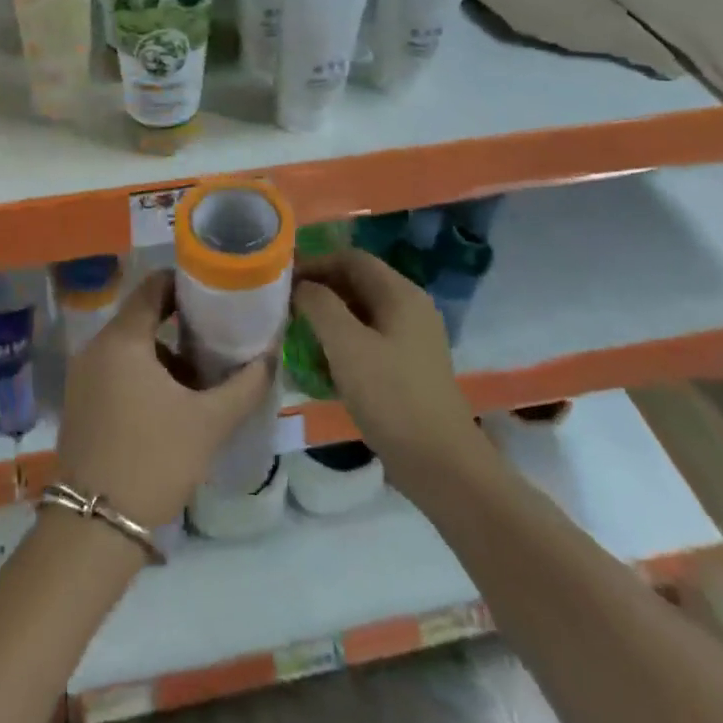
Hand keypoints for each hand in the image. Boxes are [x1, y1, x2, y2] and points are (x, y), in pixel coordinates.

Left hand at [55, 271, 273, 528]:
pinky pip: (116, 370)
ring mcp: (83, 375)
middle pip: (142, 316)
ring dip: (164, 355)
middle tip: (217, 337)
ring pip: (130, 347)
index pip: (153, 286)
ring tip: (200, 379)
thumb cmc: (154, 460)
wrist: (95, 526)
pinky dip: (144, 375)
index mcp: (123, 339)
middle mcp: (96, 347)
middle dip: (180, 324)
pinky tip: (171, 406)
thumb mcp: (209, 422)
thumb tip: (269, 357)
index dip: (185, 284)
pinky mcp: (80, 402)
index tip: (215, 294)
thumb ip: (244, 385)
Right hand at [293, 250, 482, 500]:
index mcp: (400, 294)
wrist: (440, 464)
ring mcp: (410, 340)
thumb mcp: (347, 345)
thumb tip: (300, 286)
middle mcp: (409, 308)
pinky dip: (342, 344)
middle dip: (319, 291)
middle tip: (283, 307)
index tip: (282, 280)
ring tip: (295, 334)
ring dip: (327, 319)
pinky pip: (367, 341)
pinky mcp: (406, 368)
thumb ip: (319, 305)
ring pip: (360, 314)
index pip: (351, 258)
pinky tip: (320, 365)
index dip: (315, 263)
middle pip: (356, 284)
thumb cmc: (391, 396)